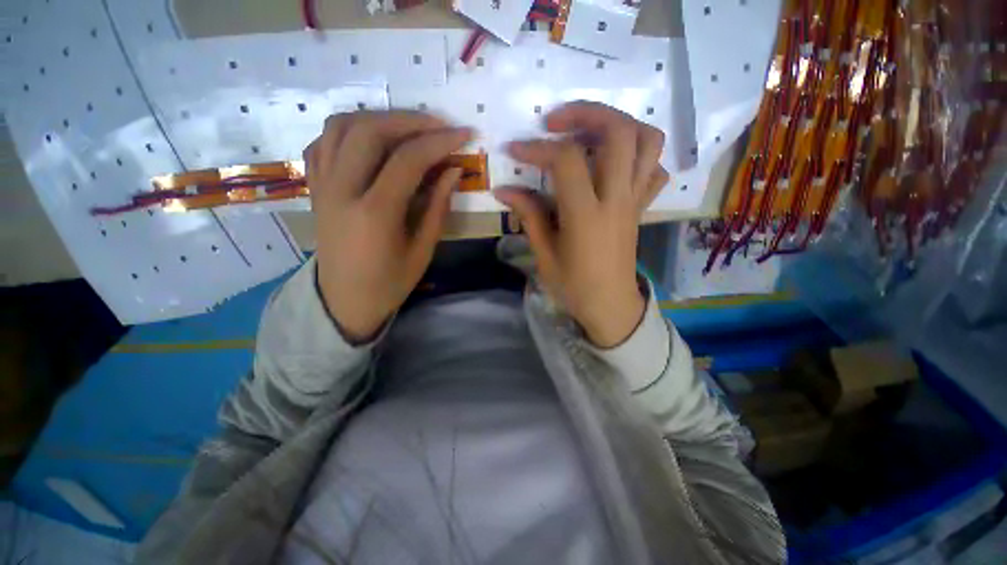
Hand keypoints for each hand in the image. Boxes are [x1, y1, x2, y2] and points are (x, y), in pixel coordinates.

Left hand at [305, 111, 472, 342]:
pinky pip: (323, 142)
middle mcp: (342, 191)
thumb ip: (438, 207)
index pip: (408, 160)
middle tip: (437, 125)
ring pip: (340, 126)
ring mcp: (323, 186)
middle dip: (409, 120)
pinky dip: (349, 130)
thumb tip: (453, 171)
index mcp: (375, 213)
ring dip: (378, 118)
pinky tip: (371, 140)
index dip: (439, 142)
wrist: (344, 300)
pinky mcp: (315, 187)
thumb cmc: (389, 283)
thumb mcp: (423, 251)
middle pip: (369, 130)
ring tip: (407, 127)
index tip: (464, 134)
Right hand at [495, 101, 668, 347]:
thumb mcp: (544, 255)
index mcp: (586, 215)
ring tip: (590, 130)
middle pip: (619, 132)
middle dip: (586, 112)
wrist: (610, 306)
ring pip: (647, 140)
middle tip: (557, 121)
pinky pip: (654, 168)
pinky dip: (638, 152)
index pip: (566, 160)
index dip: (537, 148)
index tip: (515, 148)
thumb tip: (504, 190)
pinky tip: (614, 161)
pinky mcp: (642, 207)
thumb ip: (528, 216)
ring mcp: (635, 200)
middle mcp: (616, 199)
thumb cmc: (574, 286)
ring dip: (619, 123)